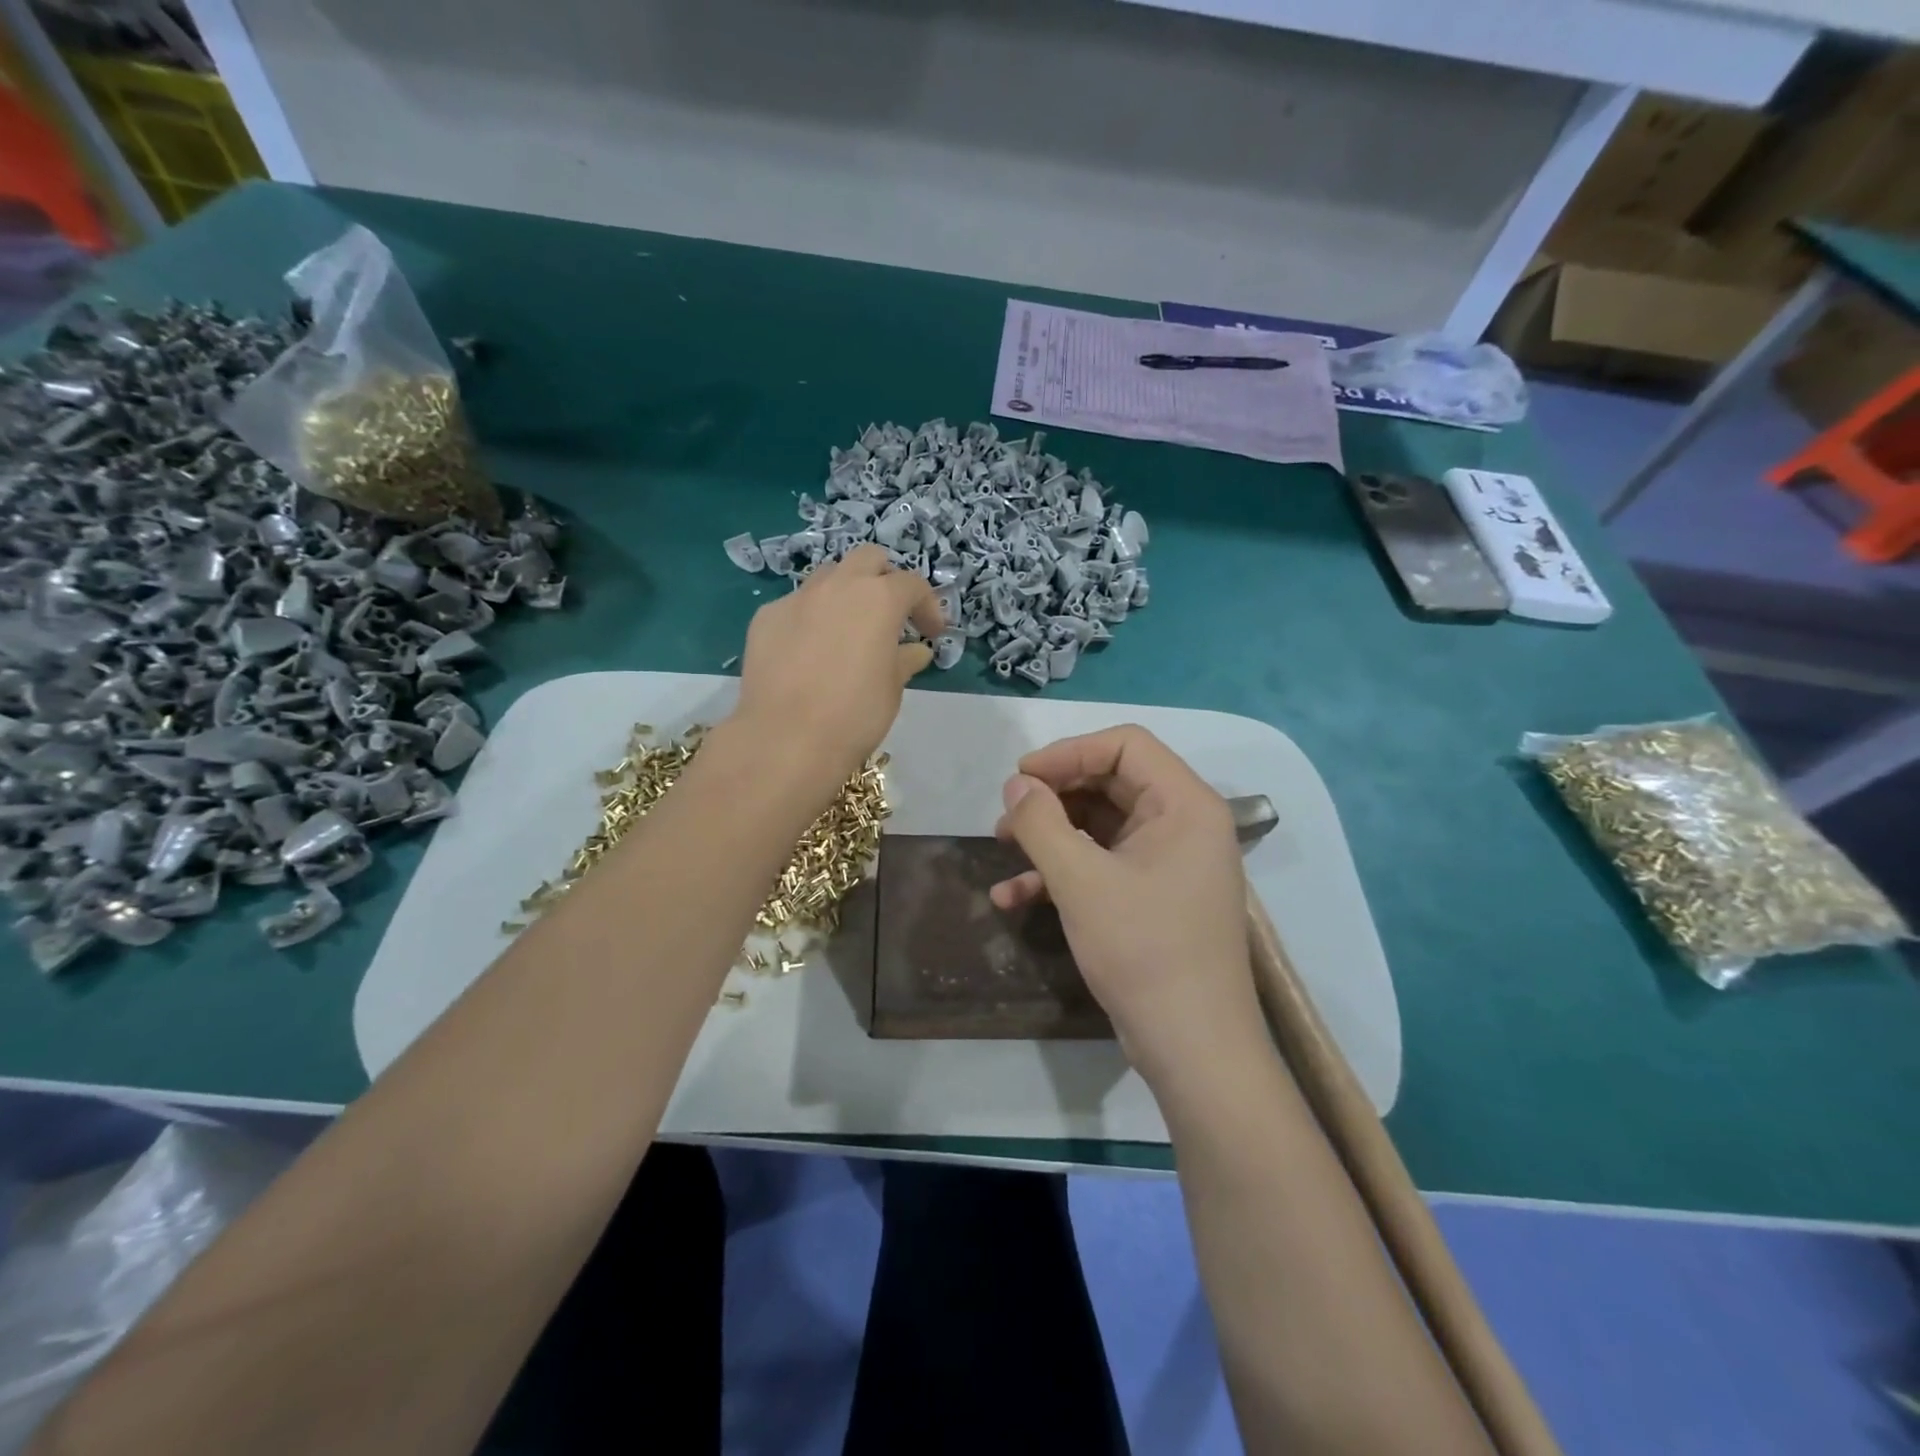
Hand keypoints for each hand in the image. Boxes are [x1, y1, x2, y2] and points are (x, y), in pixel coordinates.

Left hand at [732, 544, 944, 784]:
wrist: (787, 739)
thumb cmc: (855, 714)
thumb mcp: (892, 689)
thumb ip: (904, 660)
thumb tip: (915, 651)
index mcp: (879, 599)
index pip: (912, 584)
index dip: (928, 606)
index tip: (932, 634)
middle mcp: (838, 586)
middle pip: (868, 559)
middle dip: (885, 579)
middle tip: (891, 614)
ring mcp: (797, 598)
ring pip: (828, 576)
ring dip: (846, 592)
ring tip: (848, 629)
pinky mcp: (766, 617)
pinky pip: (796, 605)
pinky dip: (811, 618)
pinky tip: (809, 652)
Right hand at [991, 726, 1261, 1084]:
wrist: (1193, 1048)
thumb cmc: (1143, 951)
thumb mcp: (1081, 881)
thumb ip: (1041, 823)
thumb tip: (1017, 784)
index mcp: (1185, 804)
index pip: (1126, 745)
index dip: (1068, 752)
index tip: (1021, 777)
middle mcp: (1183, 823)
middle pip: (1110, 782)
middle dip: (1053, 796)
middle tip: (1007, 815)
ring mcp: (1169, 862)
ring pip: (1101, 825)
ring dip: (1050, 834)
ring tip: (1001, 848)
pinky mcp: (1153, 896)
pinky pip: (1104, 863)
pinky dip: (1062, 872)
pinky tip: (1014, 897)